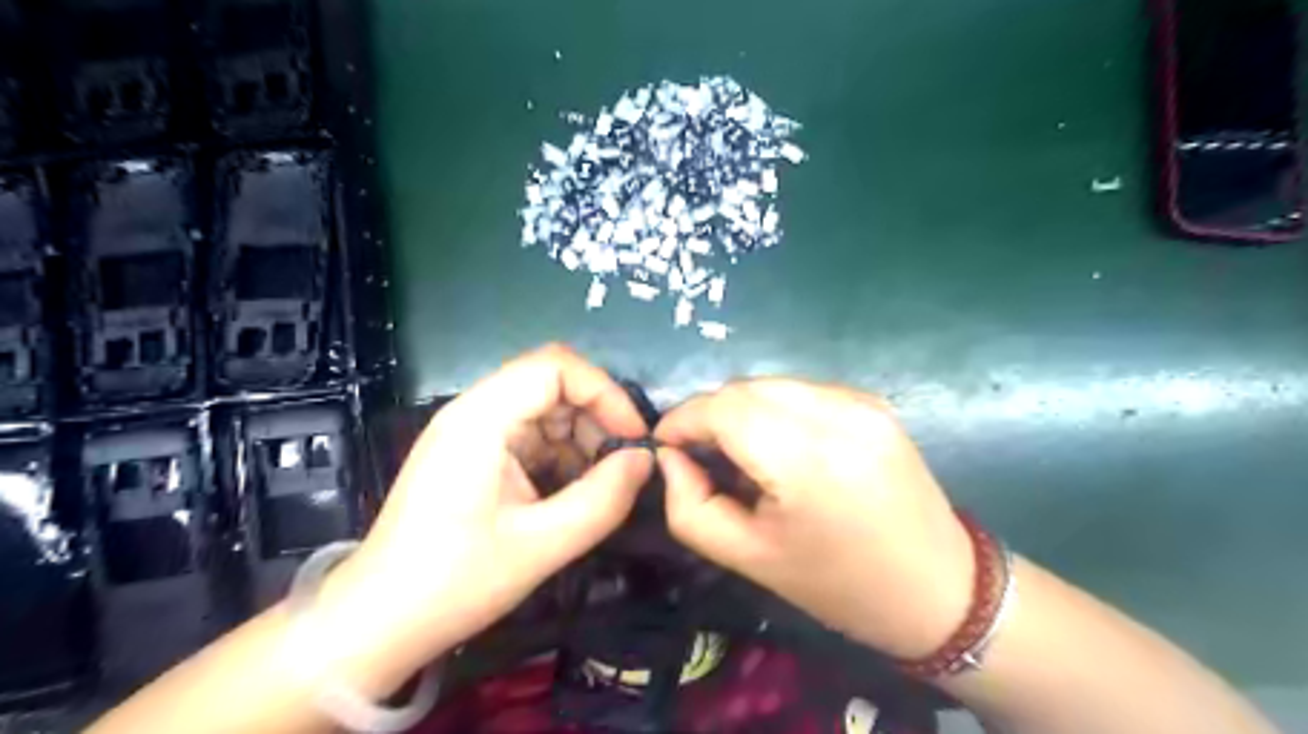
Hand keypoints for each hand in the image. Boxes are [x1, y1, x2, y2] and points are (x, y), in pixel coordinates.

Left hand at [318, 343, 654, 688]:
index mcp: (481, 419)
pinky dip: (561, 455)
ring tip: (602, 482)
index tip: (633, 437)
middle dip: (596, 417)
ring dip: (581, 438)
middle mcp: (474, 412)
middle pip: (551, 382)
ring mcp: (472, 433)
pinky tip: (573, 491)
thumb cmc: (454, 582)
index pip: (555, 366)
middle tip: (623, 464)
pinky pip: (530, 436)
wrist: (379, 621)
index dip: (604, 392)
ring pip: (544, 409)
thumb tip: (644, 461)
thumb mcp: (542, 545)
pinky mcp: (474, 455)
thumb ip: (603, 499)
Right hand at [660, 380, 975, 659]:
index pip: (722, 408)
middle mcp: (834, 414)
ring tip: (739, 453)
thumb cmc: (838, 585)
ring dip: (741, 410)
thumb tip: (670, 457)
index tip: (664, 444)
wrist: (939, 588)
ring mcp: (859, 401)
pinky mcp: (872, 401)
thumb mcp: (749, 558)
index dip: (683, 419)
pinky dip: (775, 409)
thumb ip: (690, 506)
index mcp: (804, 459)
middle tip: (700, 454)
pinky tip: (781, 447)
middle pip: (744, 388)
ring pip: (771, 384)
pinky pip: (802, 390)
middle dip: (709, 414)